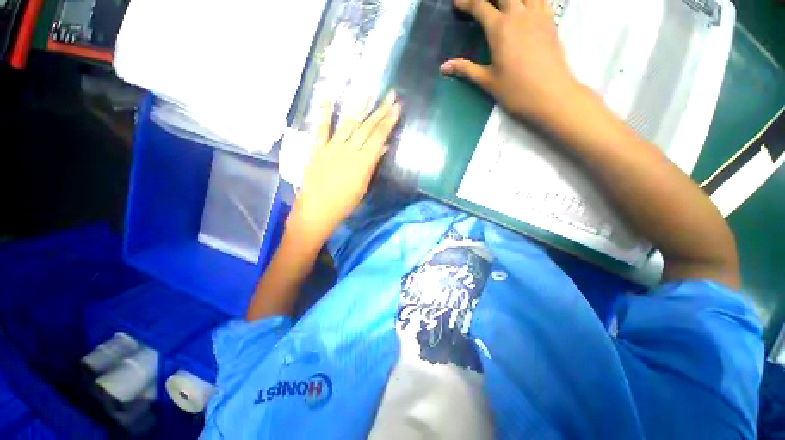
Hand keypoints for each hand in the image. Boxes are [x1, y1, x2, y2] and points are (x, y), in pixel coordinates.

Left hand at [288, 92, 400, 243]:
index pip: (379, 137)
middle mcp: (348, 151)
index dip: (389, 122)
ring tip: (369, 92)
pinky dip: (324, 114)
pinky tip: (327, 98)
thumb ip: (372, 165)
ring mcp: (331, 148)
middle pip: (367, 128)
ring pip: (348, 124)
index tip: (397, 108)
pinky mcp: (317, 149)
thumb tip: (381, 148)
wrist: (317, 210)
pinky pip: (321, 129)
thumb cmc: (344, 204)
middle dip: (380, 111)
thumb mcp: (363, 187)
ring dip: (359, 107)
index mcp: (362, 163)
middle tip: (390, 95)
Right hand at [440, 0, 579, 124]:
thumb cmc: (515, 91)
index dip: (467, 2)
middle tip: (478, 3)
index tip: (457, 3)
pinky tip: (524, 3)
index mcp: (500, 29)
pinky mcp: (550, 20)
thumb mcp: (487, 81)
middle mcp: (519, 14)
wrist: (550, 95)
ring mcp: (537, 14)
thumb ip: (466, 69)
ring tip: (501, 3)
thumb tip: (443, 67)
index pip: (480, 6)